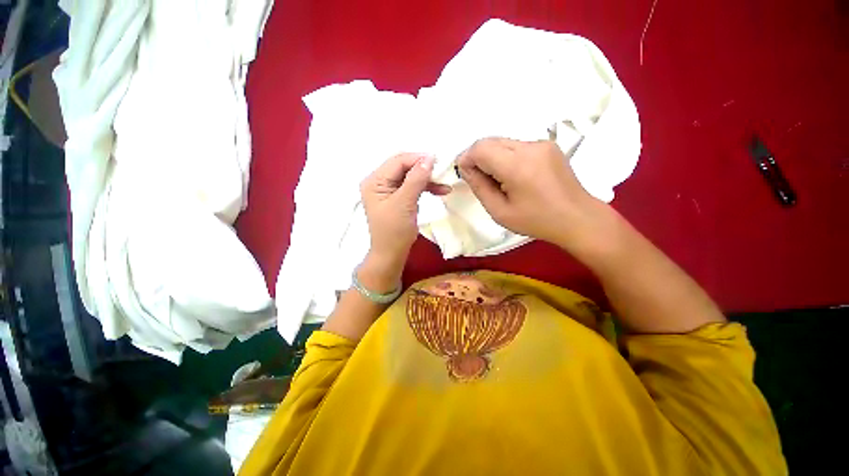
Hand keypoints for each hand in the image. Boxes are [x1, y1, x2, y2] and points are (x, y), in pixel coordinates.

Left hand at [360, 153, 450, 288]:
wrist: (392, 254)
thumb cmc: (394, 231)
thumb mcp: (405, 203)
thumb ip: (416, 179)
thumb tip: (429, 158)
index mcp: (375, 181)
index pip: (398, 161)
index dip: (418, 159)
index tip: (438, 161)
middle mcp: (379, 182)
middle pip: (404, 167)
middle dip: (424, 169)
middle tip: (443, 172)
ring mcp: (389, 190)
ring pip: (411, 176)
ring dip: (427, 179)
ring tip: (444, 185)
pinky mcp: (398, 198)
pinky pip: (412, 186)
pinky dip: (425, 188)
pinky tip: (439, 190)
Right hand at [457, 138, 604, 247]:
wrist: (578, 218)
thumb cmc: (537, 221)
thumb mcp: (500, 212)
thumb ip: (480, 188)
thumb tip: (467, 169)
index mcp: (517, 166)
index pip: (481, 148)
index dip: (467, 158)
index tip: (465, 174)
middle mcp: (530, 147)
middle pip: (491, 141)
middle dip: (478, 157)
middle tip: (480, 179)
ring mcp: (542, 144)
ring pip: (503, 142)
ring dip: (492, 157)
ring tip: (498, 180)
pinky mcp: (548, 145)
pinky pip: (517, 146)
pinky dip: (506, 157)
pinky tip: (513, 176)